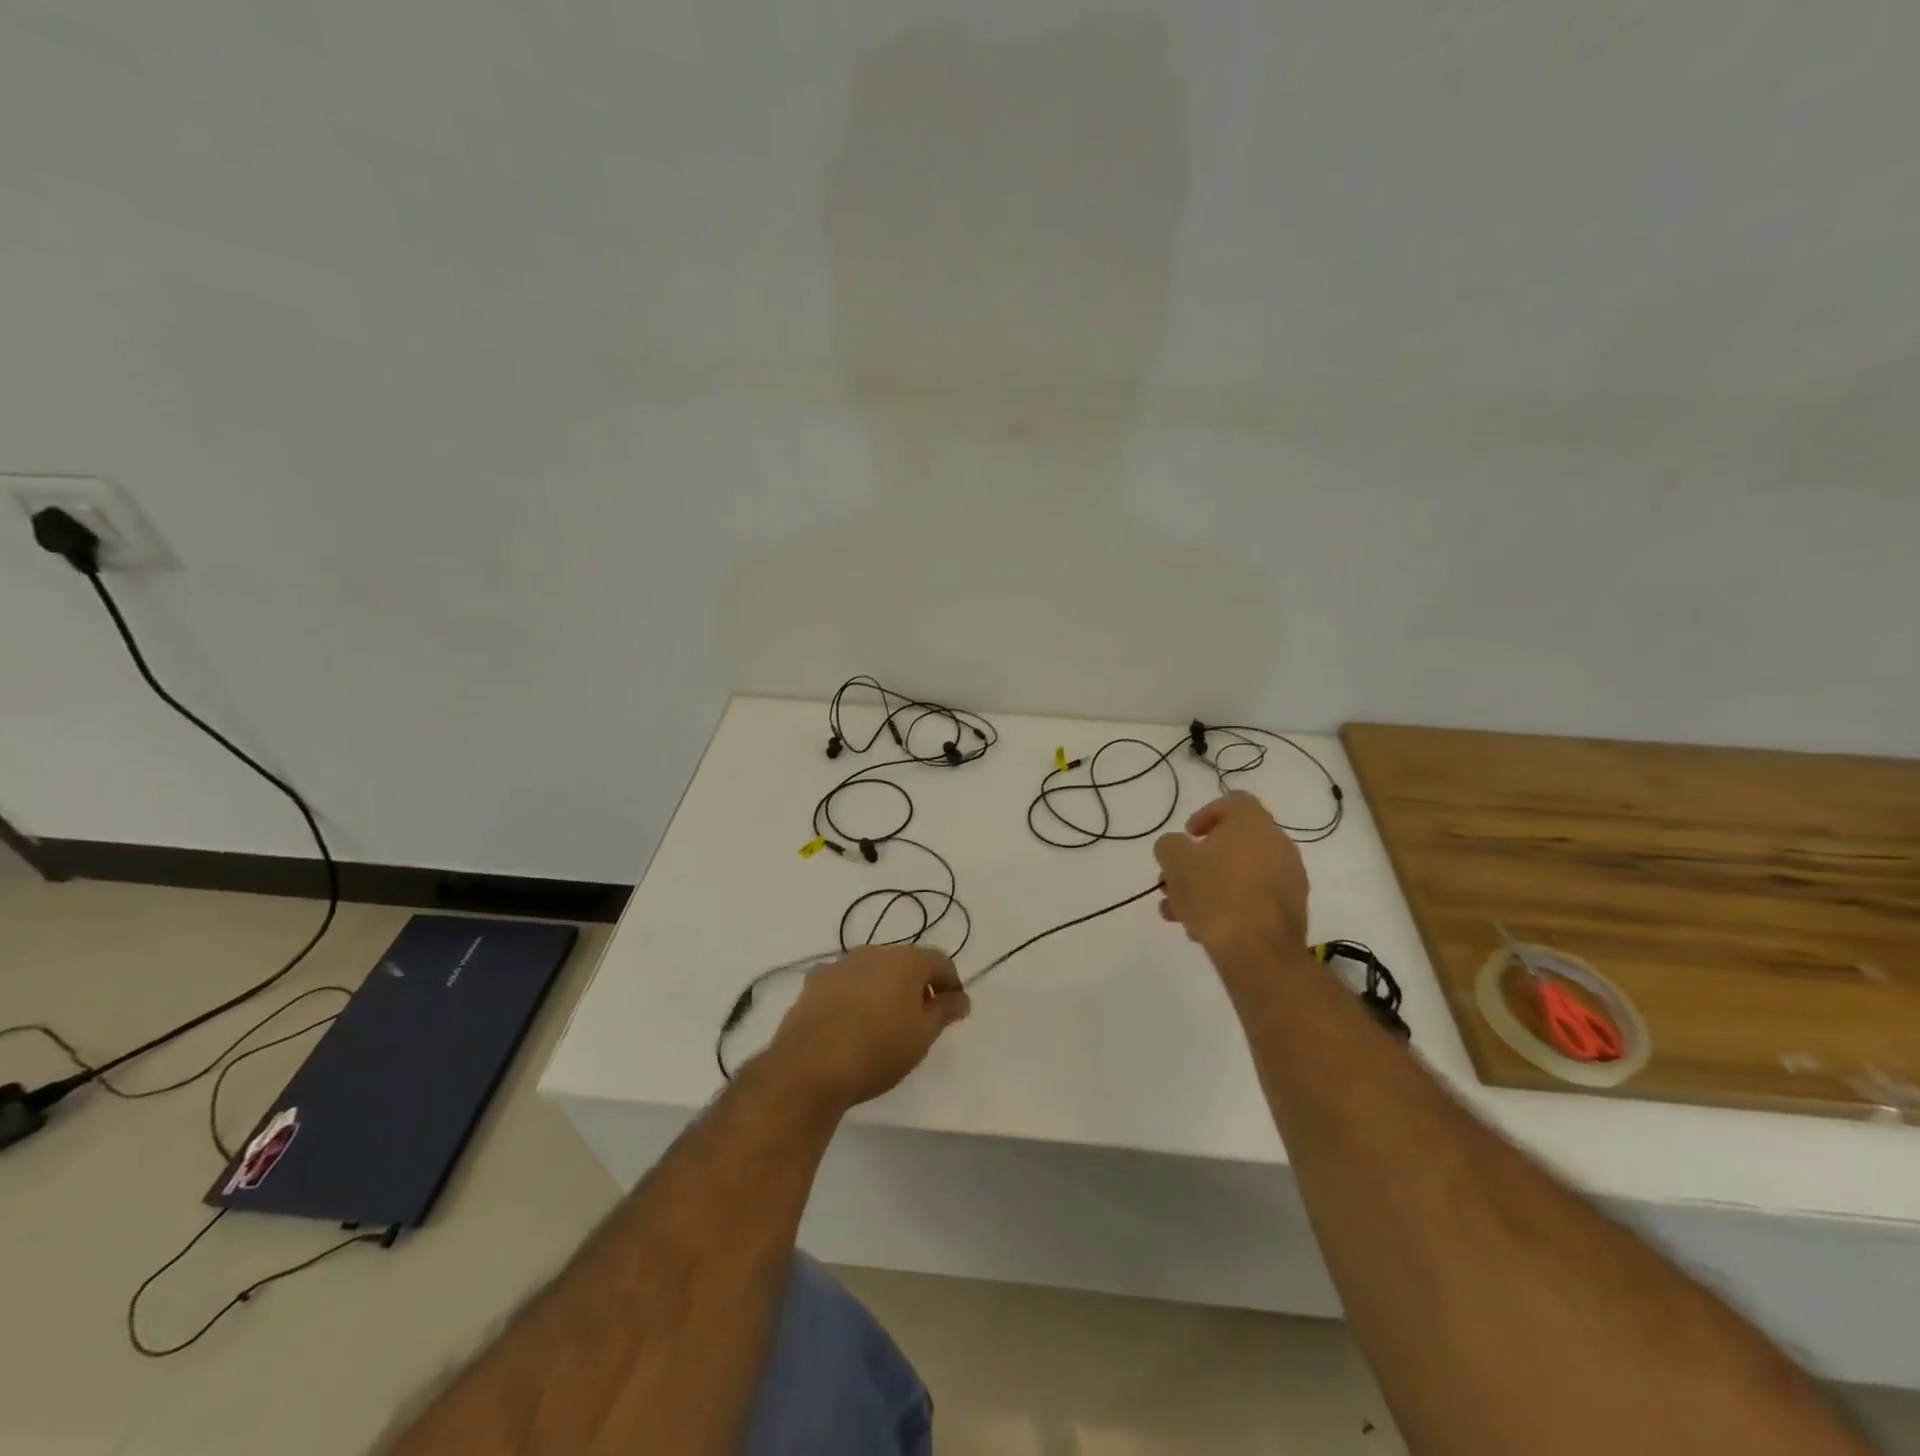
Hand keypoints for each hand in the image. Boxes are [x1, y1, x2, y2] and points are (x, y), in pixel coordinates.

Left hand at [763, 945, 970, 1111]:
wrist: (809, 1066)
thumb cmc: (877, 1050)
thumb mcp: (922, 1037)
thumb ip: (944, 1011)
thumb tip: (961, 997)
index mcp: (906, 960)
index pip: (940, 961)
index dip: (951, 984)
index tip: (952, 1011)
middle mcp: (873, 952)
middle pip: (905, 962)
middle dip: (916, 985)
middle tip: (918, 1020)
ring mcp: (840, 964)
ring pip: (872, 970)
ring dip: (883, 988)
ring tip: (882, 1023)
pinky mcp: (813, 983)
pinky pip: (844, 982)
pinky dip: (853, 995)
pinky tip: (849, 1022)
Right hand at [1154, 792, 1310, 967]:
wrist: (1258, 951)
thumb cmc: (1215, 893)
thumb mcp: (1175, 861)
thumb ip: (1169, 845)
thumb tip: (1176, 848)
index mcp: (1254, 824)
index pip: (1234, 802)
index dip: (1206, 815)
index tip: (1188, 837)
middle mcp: (1278, 845)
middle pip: (1232, 844)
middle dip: (1198, 862)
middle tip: (1175, 881)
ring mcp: (1289, 879)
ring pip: (1239, 875)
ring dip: (1208, 887)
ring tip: (1180, 912)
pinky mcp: (1290, 911)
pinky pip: (1253, 898)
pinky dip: (1229, 905)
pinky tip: (1203, 929)